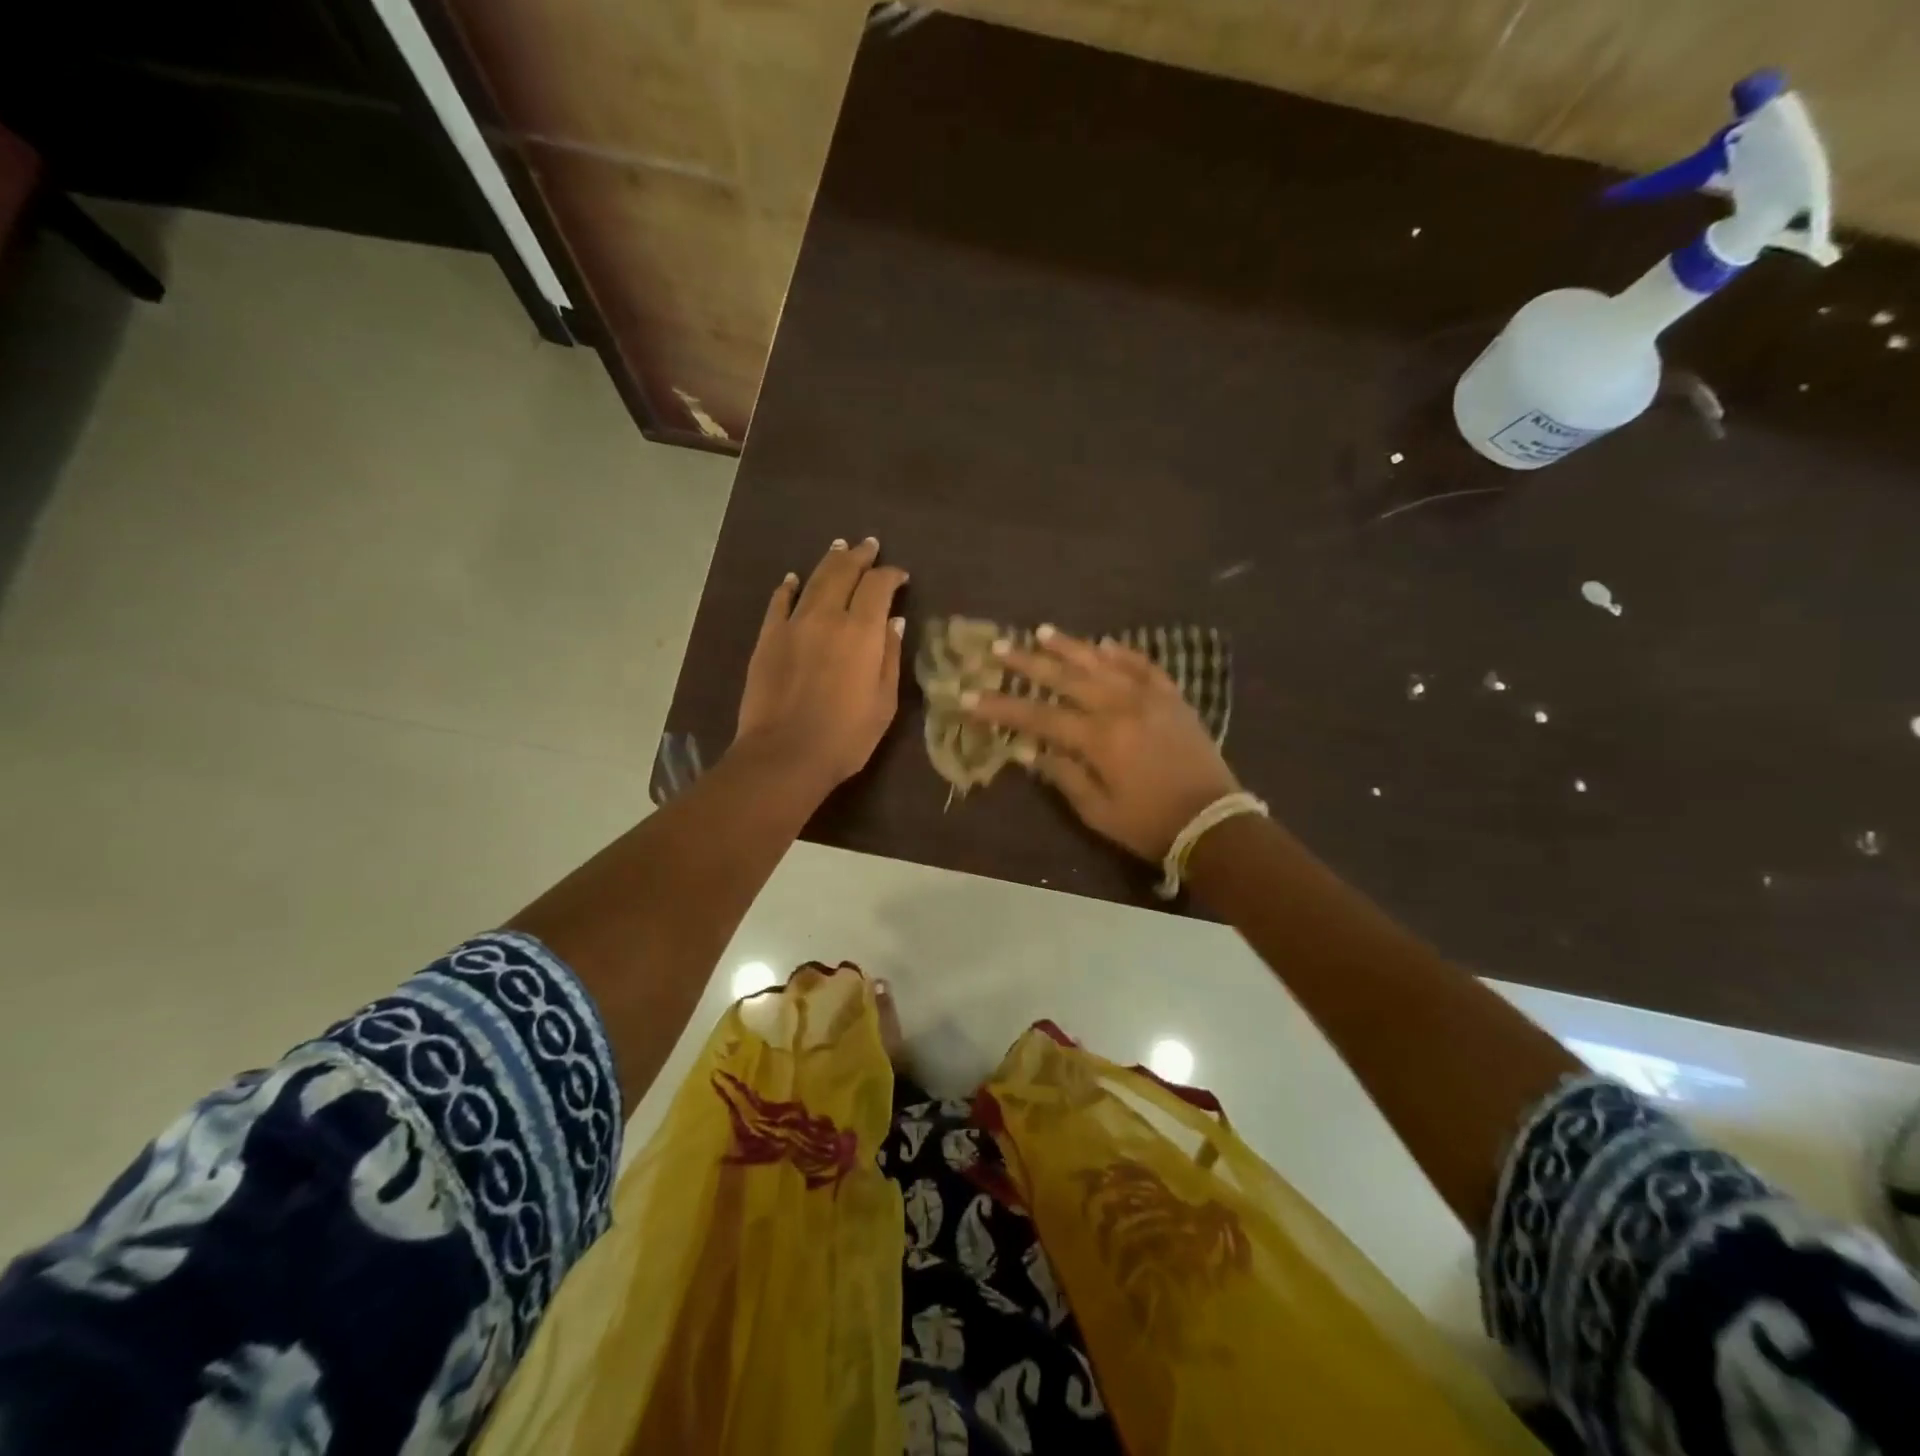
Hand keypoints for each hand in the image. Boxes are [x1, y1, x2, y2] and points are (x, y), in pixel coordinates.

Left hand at [734, 537, 907, 791]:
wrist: (785, 755)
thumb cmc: (846, 736)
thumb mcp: (884, 701)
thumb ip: (889, 656)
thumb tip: (894, 621)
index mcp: (862, 631)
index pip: (878, 586)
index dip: (891, 575)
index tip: (900, 576)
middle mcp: (827, 617)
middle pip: (843, 573)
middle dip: (859, 556)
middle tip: (869, 545)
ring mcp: (793, 625)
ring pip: (813, 580)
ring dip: (828, 561)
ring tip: (839, 547)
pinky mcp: (767, 639)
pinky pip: (779, 603)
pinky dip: (788, 587)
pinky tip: (793, 579)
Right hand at [962, 627, 1240, 860]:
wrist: (1214, 823)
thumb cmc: (1149, 824)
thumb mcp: (1097, 811)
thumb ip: (1063, 775)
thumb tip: (1028, 749)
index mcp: (1099, 739)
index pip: (1038, 716)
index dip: (1001, 707)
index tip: (970, 696)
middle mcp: (1120, 707)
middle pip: (1065, 678)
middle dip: (1027, 663)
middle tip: (998, 648)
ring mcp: (1150, 698)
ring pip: (1102, 662)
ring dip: (1070, 646)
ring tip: (1041, 631)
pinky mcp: (1173, 698)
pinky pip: (1144, 666)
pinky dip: (1123, 653)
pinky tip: (1104, 644)